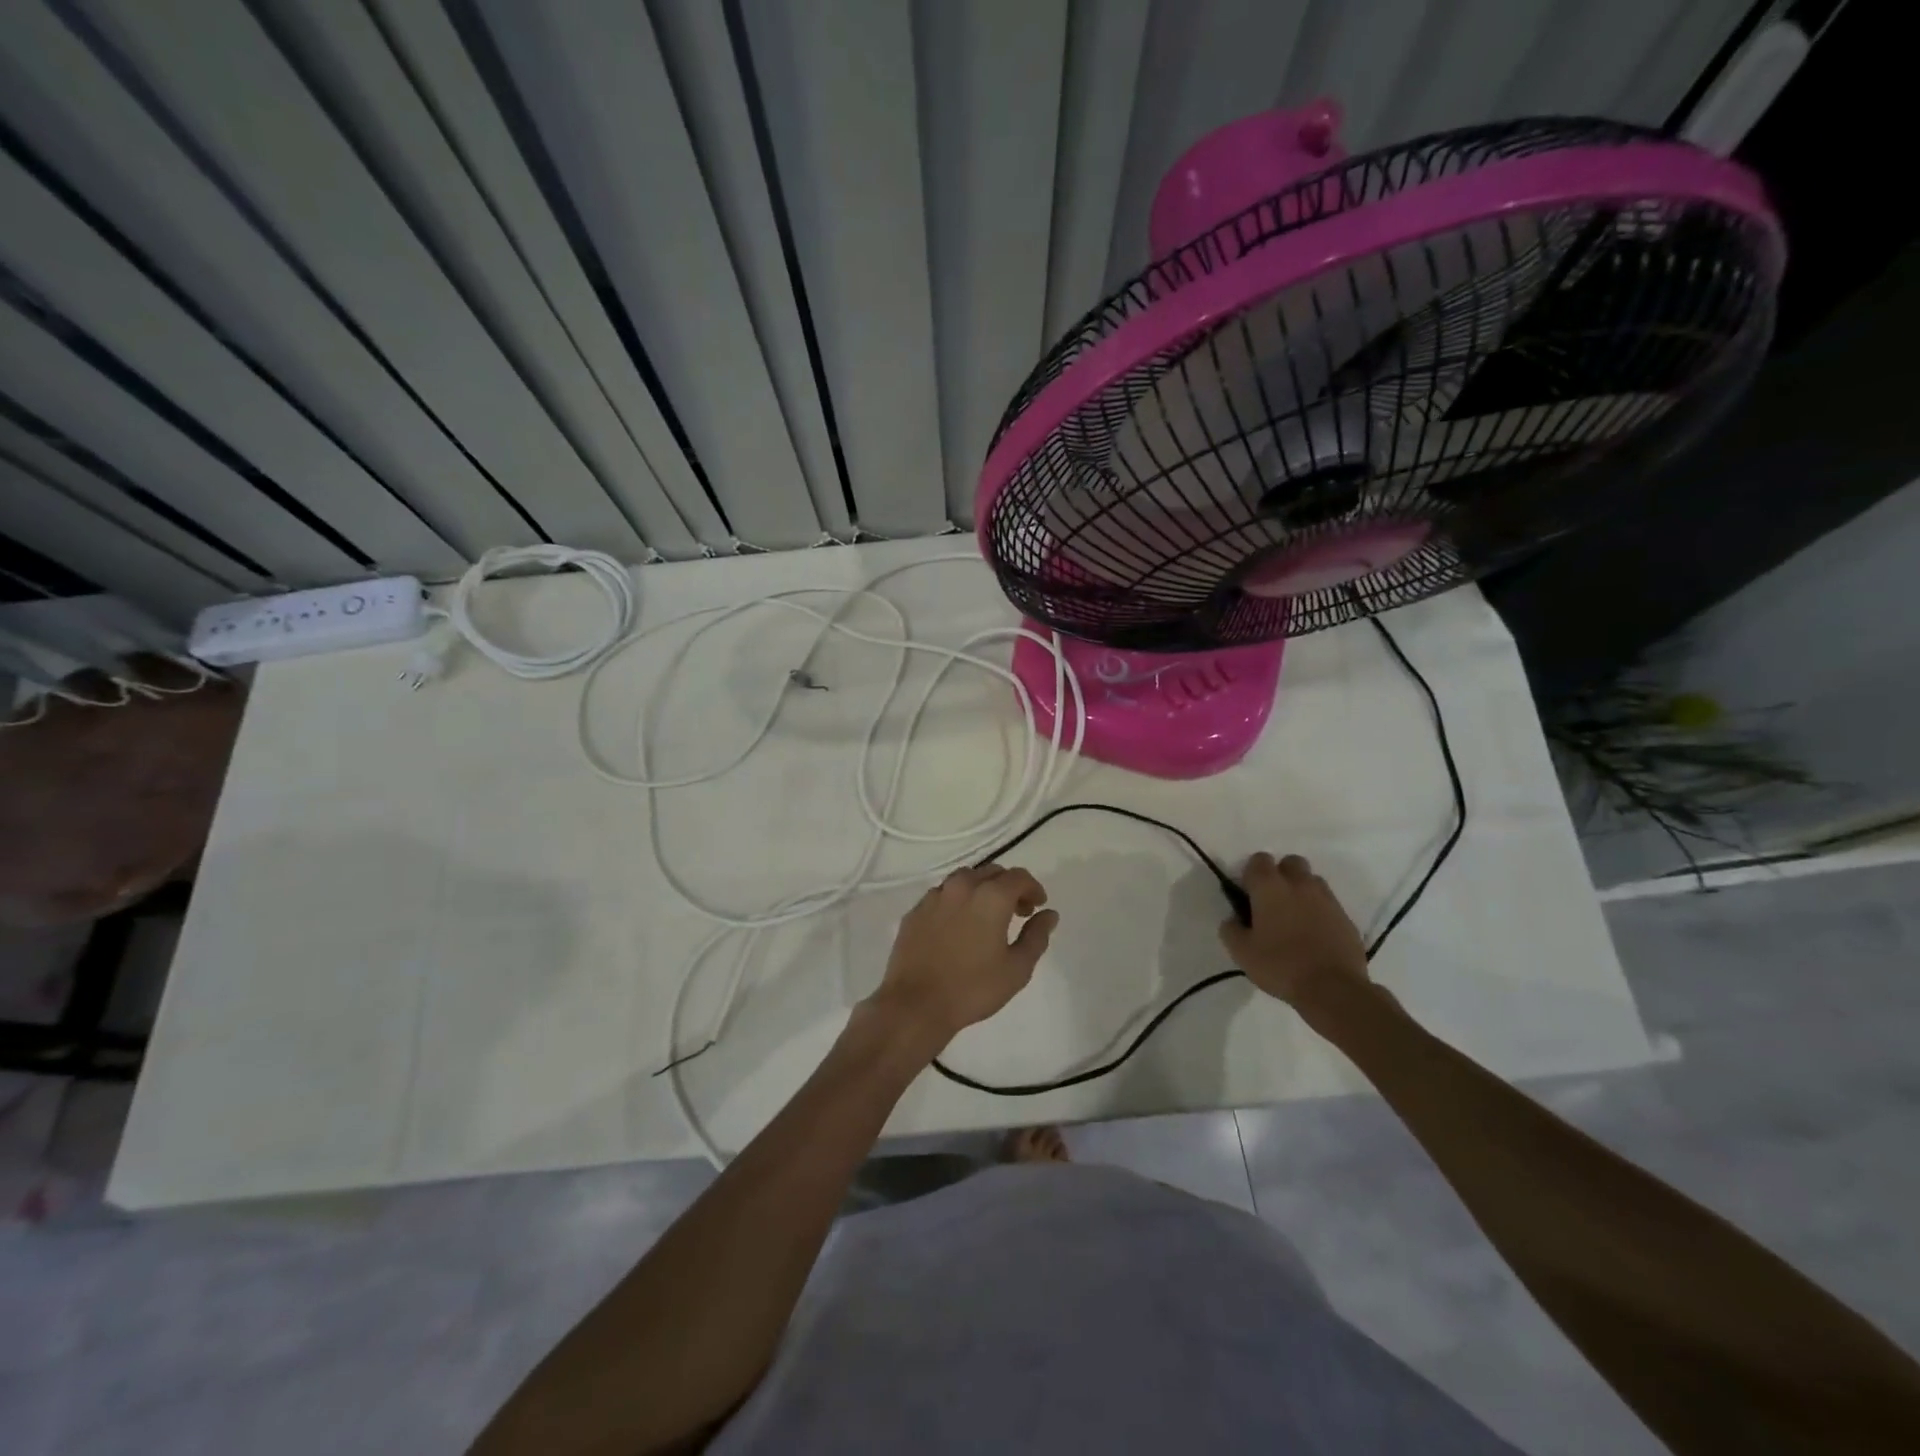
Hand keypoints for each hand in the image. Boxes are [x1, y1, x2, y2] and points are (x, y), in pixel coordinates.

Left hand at [869, 865, 1057, 1050]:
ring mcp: (934, 896)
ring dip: (981, 889)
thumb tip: (1049, 914)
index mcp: (990, 896)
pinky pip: (943, 895)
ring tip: (987, 916)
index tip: (1038, 906)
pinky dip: (957, 901)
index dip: (1033, 888)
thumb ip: (1036, 936)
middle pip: (991, 872)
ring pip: (964, 879)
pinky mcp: (915, 911)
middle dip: (1008, 887)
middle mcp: (961, 886)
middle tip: (1017, 912)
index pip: (1019, 877)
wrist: (916, 1004)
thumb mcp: (1017, 968)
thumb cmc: (973, 988)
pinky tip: (958, 925)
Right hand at [1218, 853, 1369, 1012]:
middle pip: (1290, 862)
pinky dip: (1319, 911)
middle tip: (1273, 902)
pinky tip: (1313, 934)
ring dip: (1301, 890)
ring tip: (1295, 917)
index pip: (1258, 860)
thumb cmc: (1280, 966)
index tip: (1248, 895)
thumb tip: (1233, 919)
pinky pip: (1328, 903)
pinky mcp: (1345, 917)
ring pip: (1311, 880)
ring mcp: (1326, 899)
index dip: (1251, 874)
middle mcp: (1299, 885)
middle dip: (1280, 875)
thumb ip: (1231, 929)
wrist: (1334, 989)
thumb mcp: (1241, 953)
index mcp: (1270, 887)